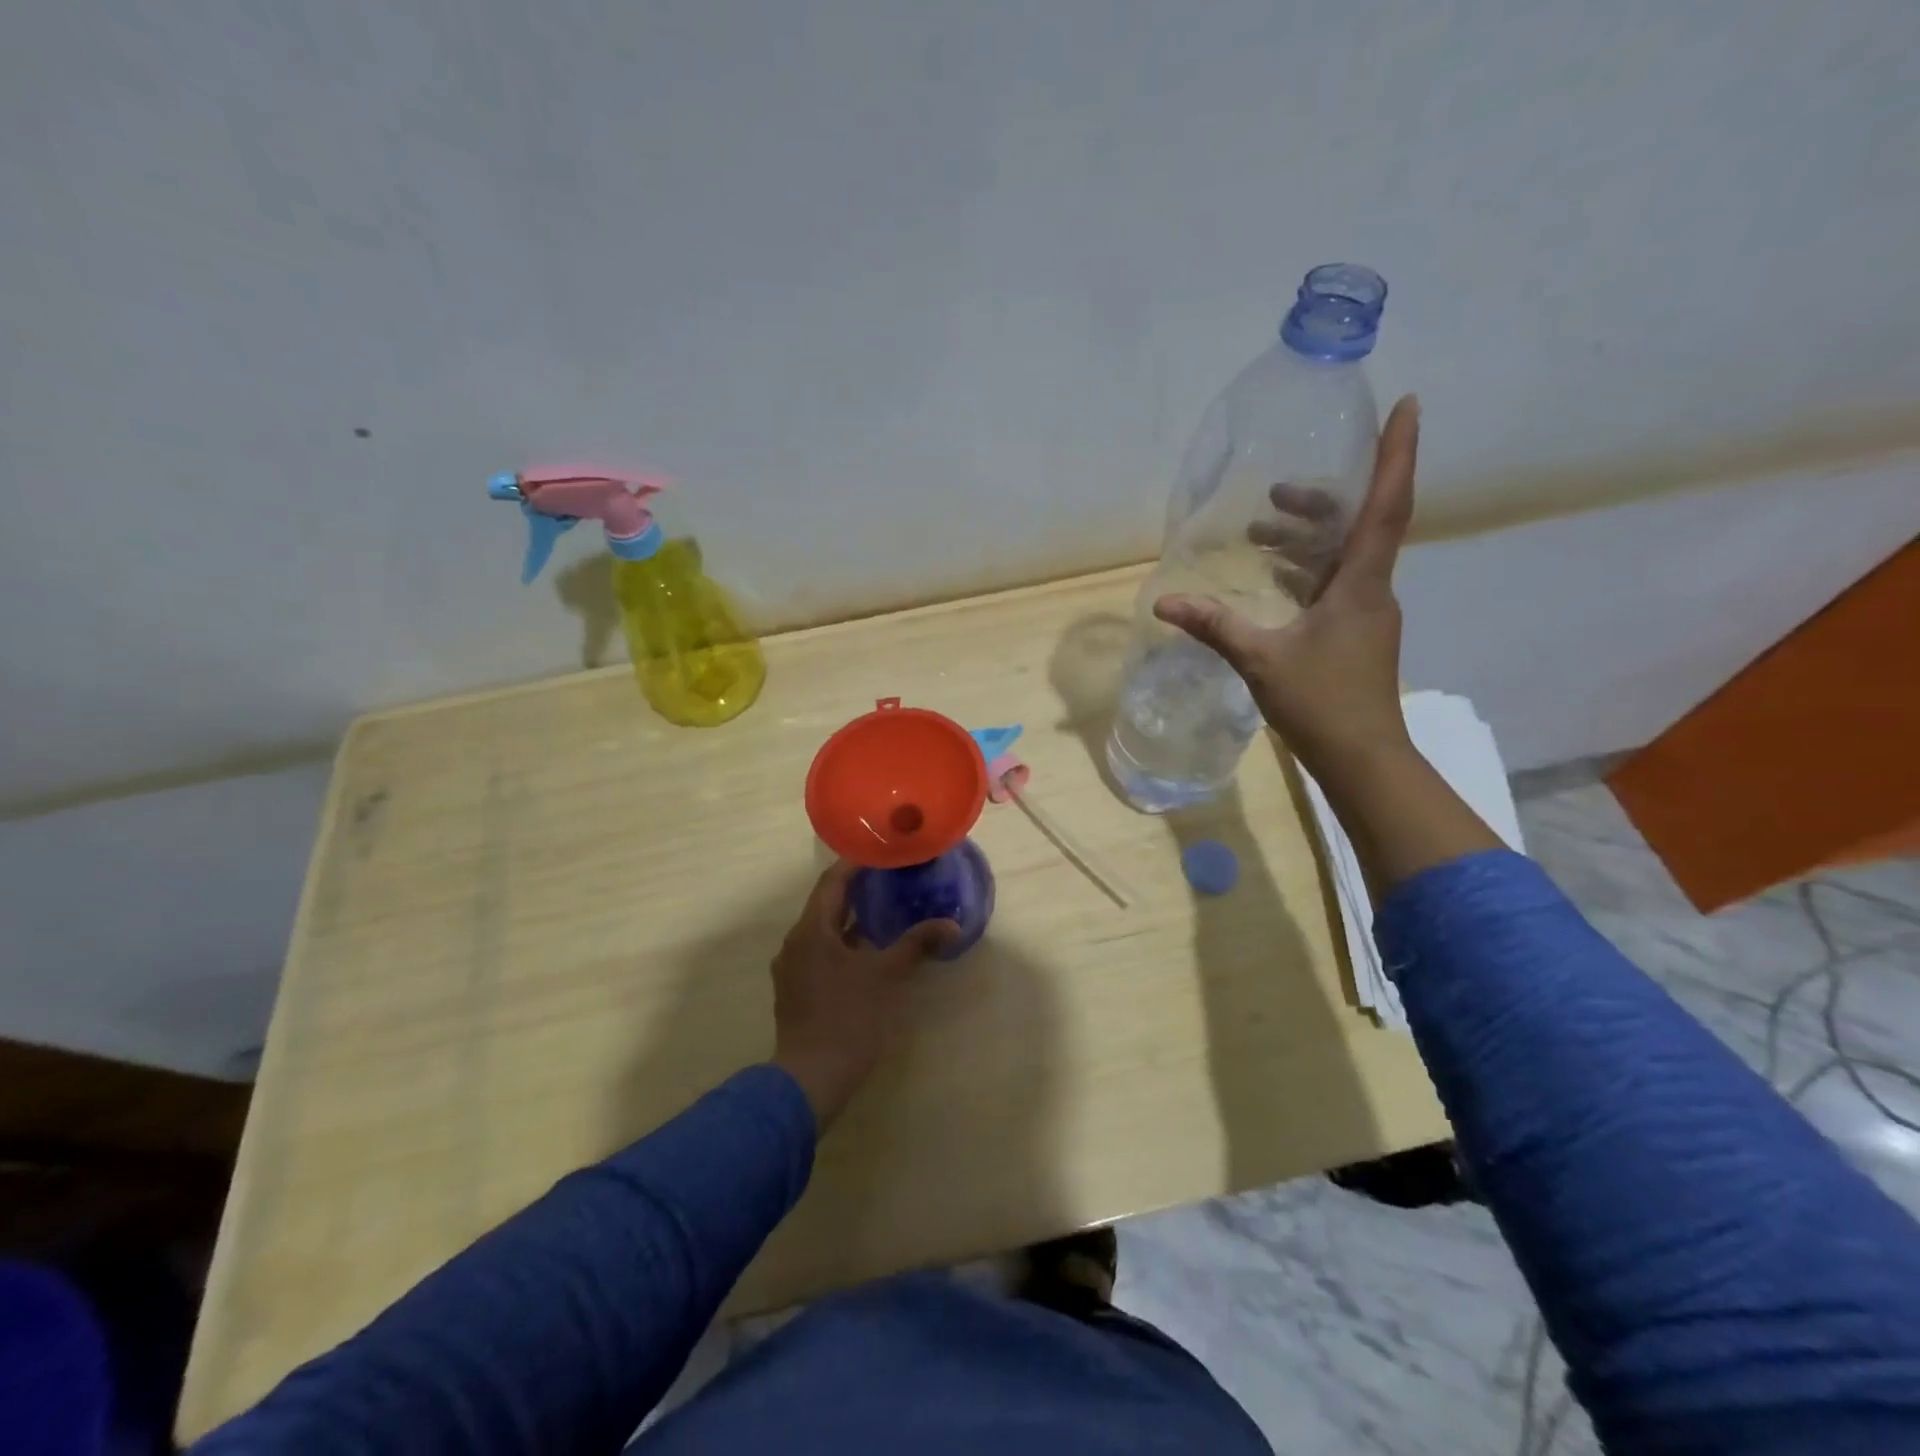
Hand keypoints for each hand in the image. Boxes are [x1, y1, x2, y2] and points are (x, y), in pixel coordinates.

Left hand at [771, 861, 958, 1130]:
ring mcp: (792, 968)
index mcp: (811, 930)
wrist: (810, 1078)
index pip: (831, 881)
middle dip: (857, 891)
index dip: (855, 864)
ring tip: (884, 910)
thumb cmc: (848, 1018)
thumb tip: (951, 924)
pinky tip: (868, 951)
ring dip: (851, 919)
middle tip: (890, 878)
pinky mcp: (796, 990)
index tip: (882, 853)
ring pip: (823, 931)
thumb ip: (916, 945)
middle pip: (826, 904)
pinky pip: (820, 953)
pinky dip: (843, 944)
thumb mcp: (886, 976)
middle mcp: (795, 942)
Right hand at [1154, 394, 1420, 783]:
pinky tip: (1272, 579)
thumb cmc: (1321, 702)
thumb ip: (1215, 625)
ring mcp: (1367, 613)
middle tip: (1276, 489)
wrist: (1362, 757)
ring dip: (1307, 539)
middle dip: (1320, 501)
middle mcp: (1372, 589)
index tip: (1408, 404)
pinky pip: (1334, 584)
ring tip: (1261, 530)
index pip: (1387, 504)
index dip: (1397, 453)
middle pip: (1358, 525)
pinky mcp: (1355, 634)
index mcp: (1362, 584)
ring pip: (1344, 557)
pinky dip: (1305, 571)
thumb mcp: (1260, 659)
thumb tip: (1163, 604)